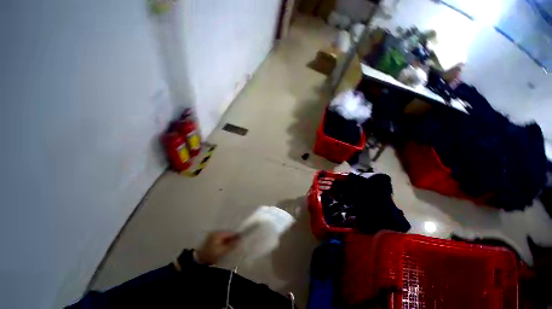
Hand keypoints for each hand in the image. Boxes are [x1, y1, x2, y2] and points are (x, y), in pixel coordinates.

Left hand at [195, 231, 239, 264]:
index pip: (231, 232)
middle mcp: (216, 232)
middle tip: (238, 245)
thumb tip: (241, 239)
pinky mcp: (212, 240)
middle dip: (233, 239)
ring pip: (225, 237)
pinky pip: (222, 240)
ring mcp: (214, 236)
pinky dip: (225, 243)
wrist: (198, 261)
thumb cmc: (210, 255)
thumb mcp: (222, 251)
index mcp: (218, 233)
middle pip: (228, 234)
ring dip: (229, 241)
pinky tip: (227, 248)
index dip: (237, 236)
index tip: (242, 240)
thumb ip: (231, 245)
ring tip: (233, 247)